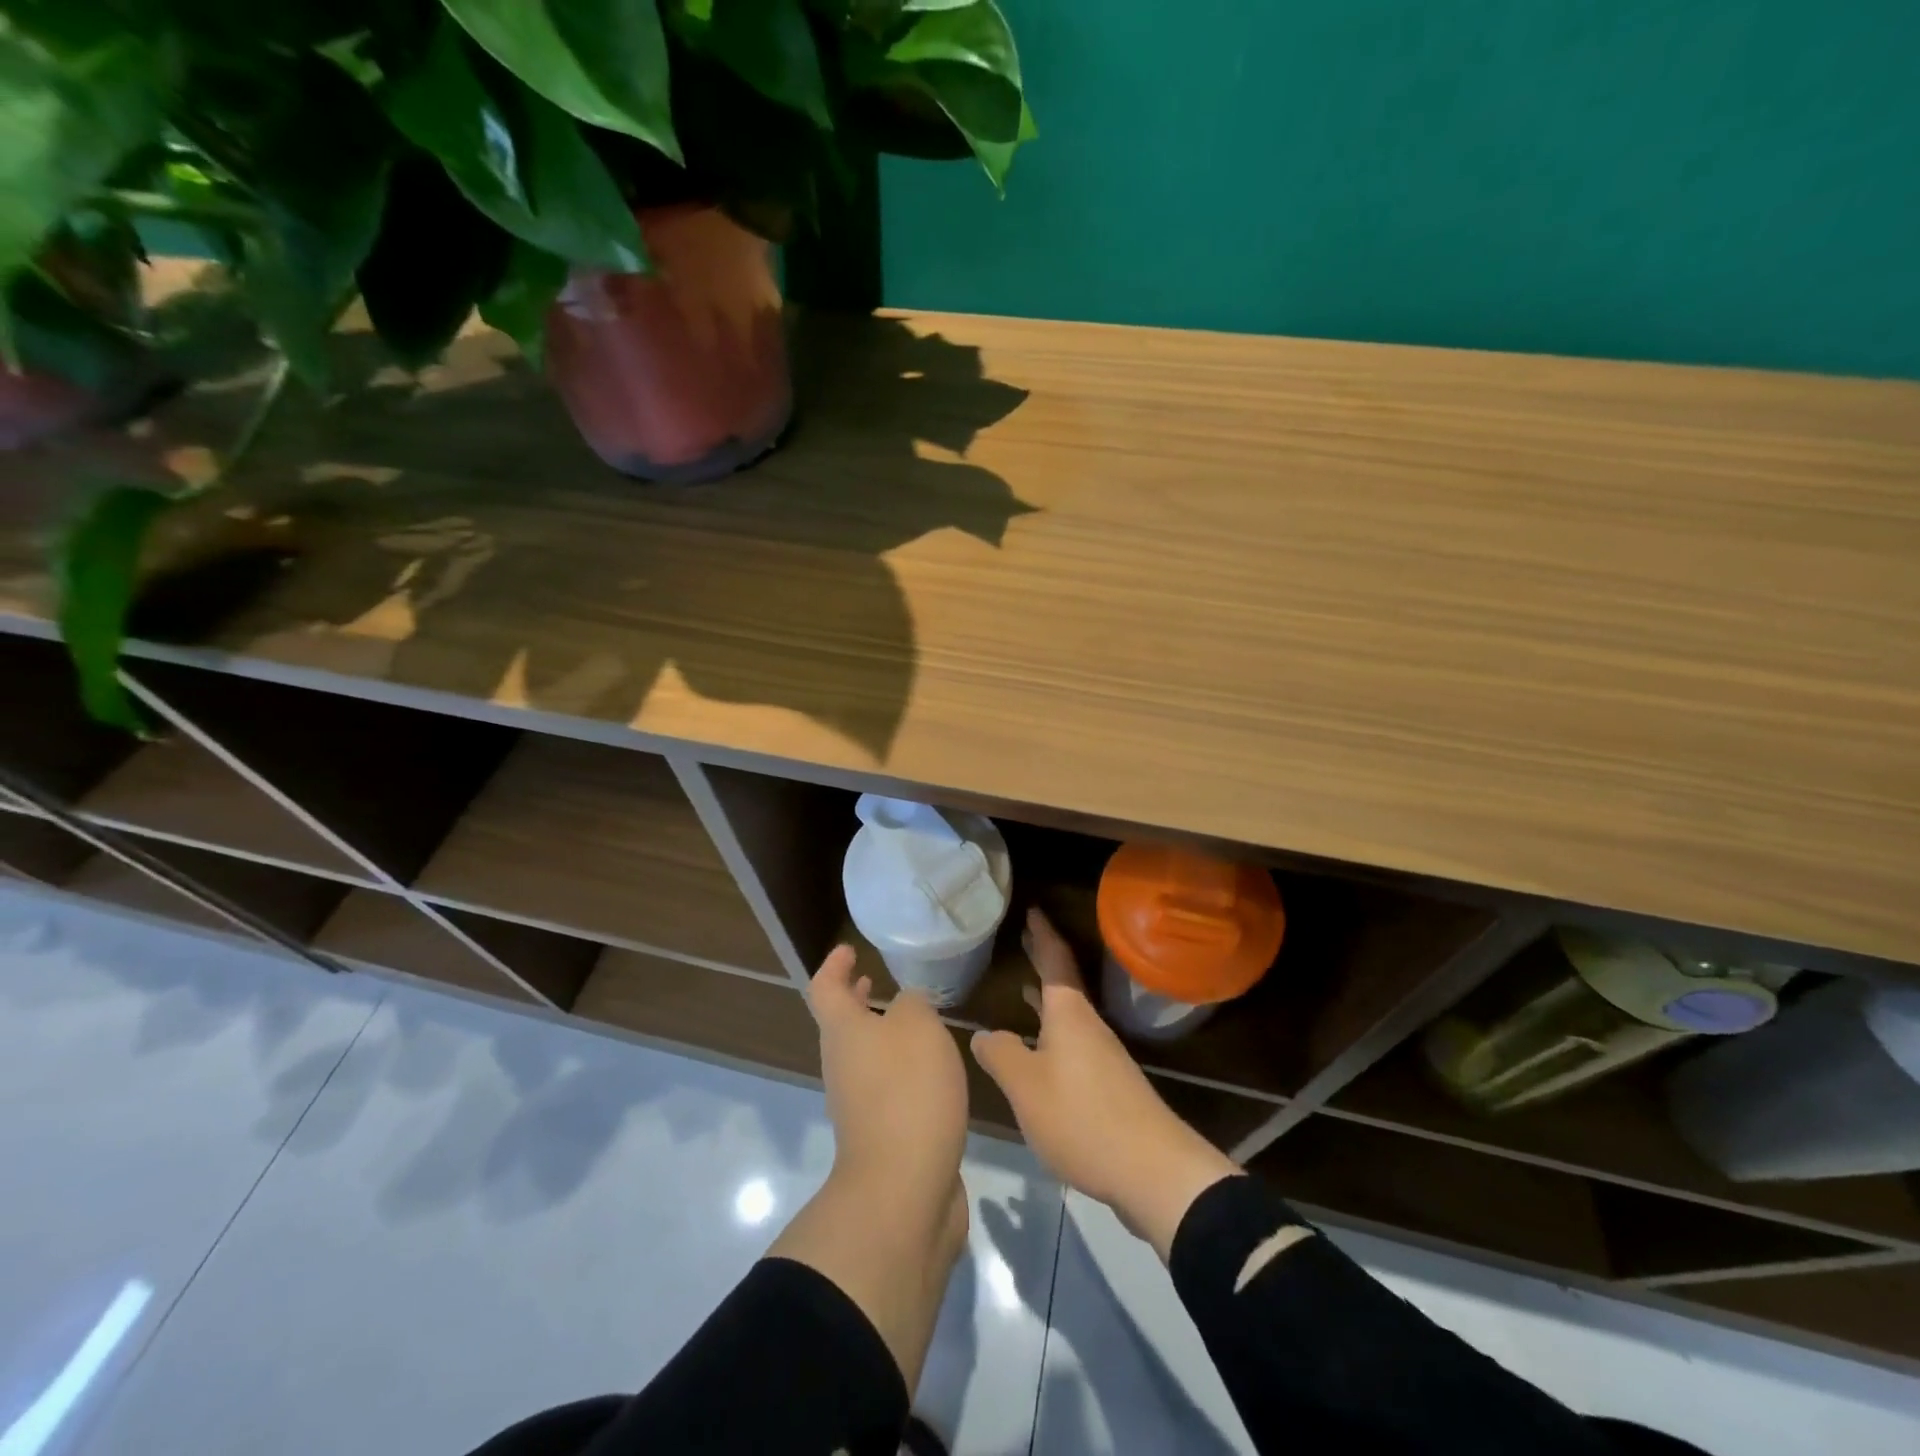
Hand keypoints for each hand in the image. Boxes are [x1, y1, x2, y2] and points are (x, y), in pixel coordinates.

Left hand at [809, 944, 970, 1202]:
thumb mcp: (918, 1026)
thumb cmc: (907, 1091)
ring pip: (864, 1056)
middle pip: (841, 1024)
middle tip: (874, 980)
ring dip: (881, 1034)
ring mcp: (858, 1104)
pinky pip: (886, 1086)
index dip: (834, 965)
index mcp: (843, 1032)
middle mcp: (843, 1065)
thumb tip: (906, 1006)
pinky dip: (901, 1068)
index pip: (825, 988)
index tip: (849, 950)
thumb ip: (913, 1004)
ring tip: (913, 1021)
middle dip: (855, 1000)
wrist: (902, 1189)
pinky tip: (933, 1070)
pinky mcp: (883, 1134)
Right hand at [970, 908, 1239, 1259]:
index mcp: (1069, 1014)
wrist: (1153, 1171)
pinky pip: (1074, 1042)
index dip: (1042, 935)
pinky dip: (1054, 1031)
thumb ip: (1000, 1056)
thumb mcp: (1026, 1087)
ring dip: (1048, 999)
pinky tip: (1042, 1051)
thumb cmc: (1082, 1117)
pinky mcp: (1109, 1086)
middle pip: (1064, 983)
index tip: (1033, 910)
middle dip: (1044, 960)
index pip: (1054, 961)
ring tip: (1026, 988)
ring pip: (1069, 1015)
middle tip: (1026, 939)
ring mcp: (1103, 1056)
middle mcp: (1089, 1026)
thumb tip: (982, 1033)